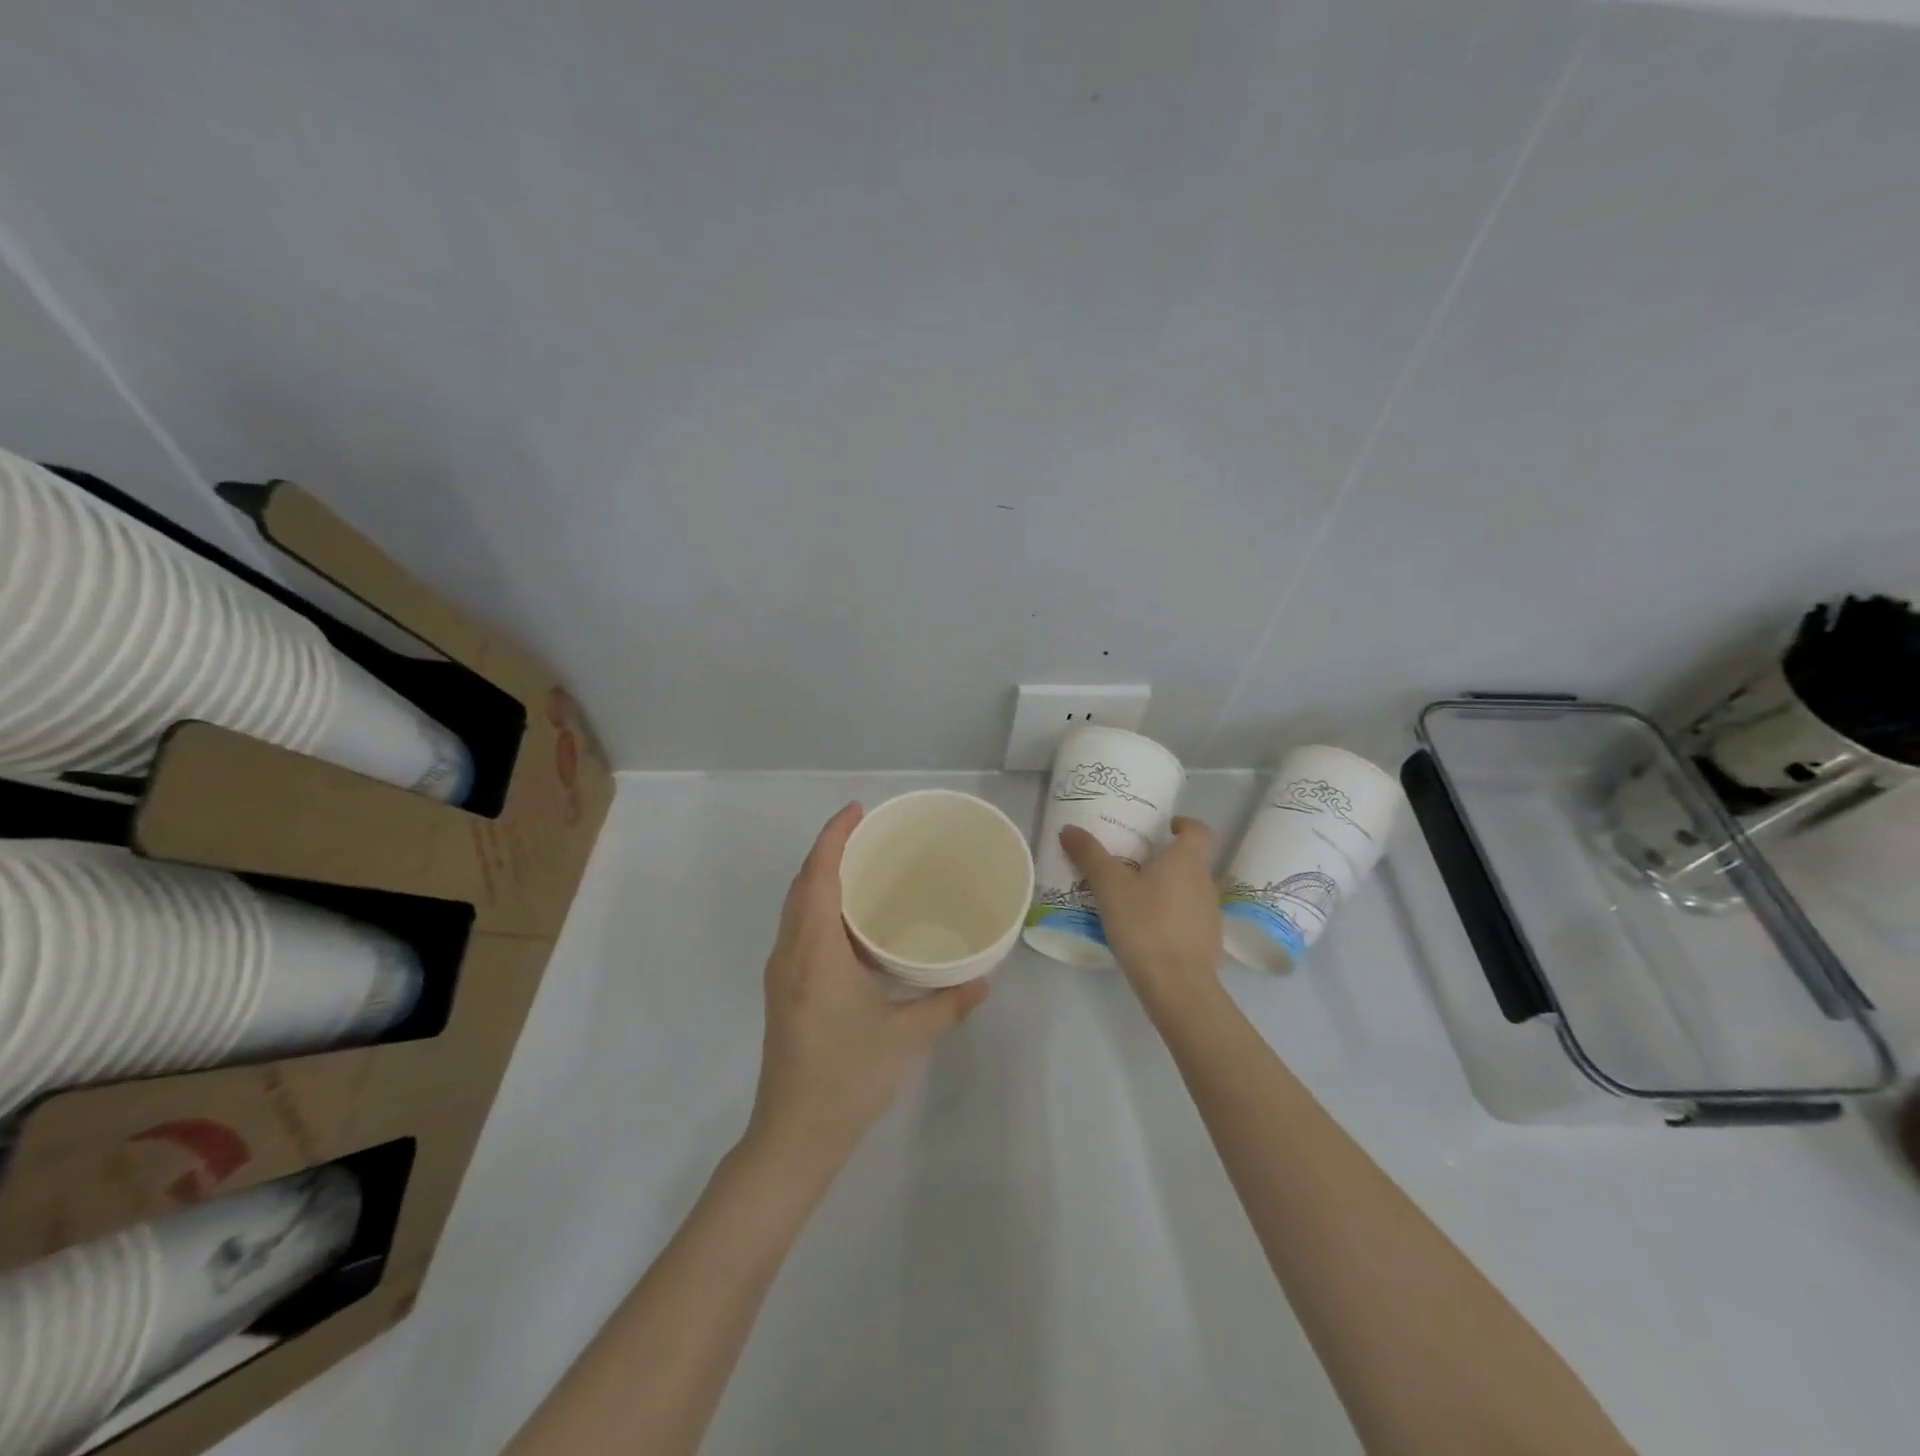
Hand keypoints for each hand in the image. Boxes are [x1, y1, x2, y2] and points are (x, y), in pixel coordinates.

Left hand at [747, 803, 988, 1169]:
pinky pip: (797, 927)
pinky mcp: (784, 990)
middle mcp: (790, 953)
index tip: (857, 811)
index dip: (833, 838)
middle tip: (867, 831)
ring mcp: (782, 972)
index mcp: (815, 953)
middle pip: (802, 885)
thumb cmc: (848, 1079)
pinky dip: (818, 904)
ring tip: (860, 863)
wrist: (793, 1136)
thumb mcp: (907, 1037)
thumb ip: (949, 1003)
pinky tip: (849, 918)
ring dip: (821, 876)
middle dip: (828, 850)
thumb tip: (985, 979)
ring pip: (796, 907)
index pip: (818, 878)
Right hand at [1061, 817, 1222, 1015]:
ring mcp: (1211, 914)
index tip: (1165, 828)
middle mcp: (1205, 881)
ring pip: (1190, 890)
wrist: (1178, 986)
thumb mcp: (1109, 887)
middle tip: (1133, 864)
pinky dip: (1172, 917)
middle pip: (1192, 860)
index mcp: (1187, 860)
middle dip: (1166, 859)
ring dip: (1169, 889)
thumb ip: (1090, 855)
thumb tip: (1069, 828)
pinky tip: (1147, 931)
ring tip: (1135, 899)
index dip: (1185, 824)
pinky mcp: (1209, 942)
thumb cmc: (1145, 924)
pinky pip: (1190, 918)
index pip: (1199, 830)